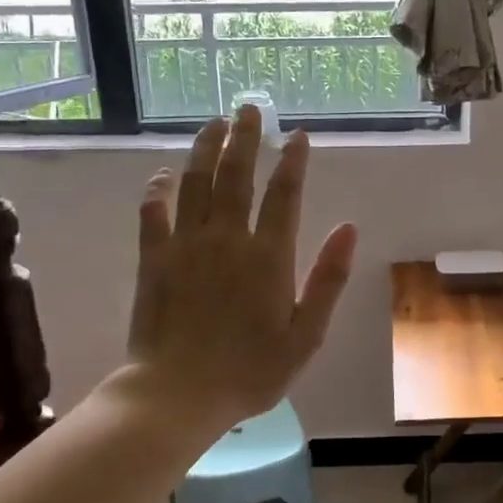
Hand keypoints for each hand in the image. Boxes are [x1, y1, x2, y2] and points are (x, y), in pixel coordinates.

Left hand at [126, 105, 357, 428]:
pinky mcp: (153, 259)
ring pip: (195, 183)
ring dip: (205, 149)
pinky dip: (157, 189)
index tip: (298, 136)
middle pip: (236, 175)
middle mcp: (227, 239)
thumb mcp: (306, 334)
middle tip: (250, 108)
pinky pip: (153, 212)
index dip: (293, 161)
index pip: (284, 194)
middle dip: (246, 138)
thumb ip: (328, 279)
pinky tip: (162, 173)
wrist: (178, 395)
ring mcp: (186, 245)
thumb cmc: (251, 371)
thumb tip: (349, 228)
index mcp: (269, 256)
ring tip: (215, 123)